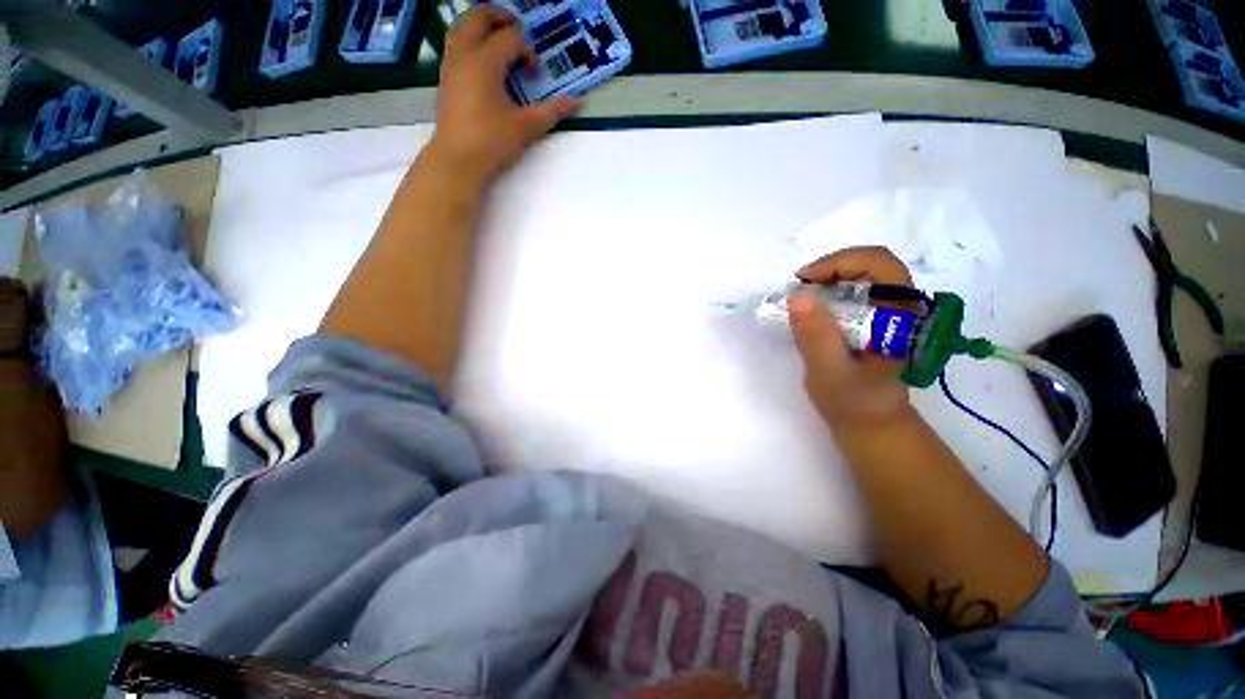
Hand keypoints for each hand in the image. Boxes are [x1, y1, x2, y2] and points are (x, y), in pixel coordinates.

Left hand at [430, 6, 579, 183]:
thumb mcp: (526, 127)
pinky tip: (484, 63)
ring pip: (462, 26)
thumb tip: (576, 102)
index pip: (508, 37)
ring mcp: (450, 64)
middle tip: (519, 33)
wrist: (458, 161)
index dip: (526, 48)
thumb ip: (552, 111)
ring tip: (500, 42)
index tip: (534, 72)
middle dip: (501, 17)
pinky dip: (471, 40)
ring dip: (482, 26)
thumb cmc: (492, 142)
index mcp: (485, 62)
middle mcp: (464, 54)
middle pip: (479, 16)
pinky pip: (456, 43)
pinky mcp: (445, 77)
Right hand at [789, 247, 917, 431]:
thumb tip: (798, 295)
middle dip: (830, 270)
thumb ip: (816, 335)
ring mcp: (891, 313)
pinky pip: (854, 292)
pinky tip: (813, 311)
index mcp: (904, 316)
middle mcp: (903, 307)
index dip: (839, 263)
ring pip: (861, 276)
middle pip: (870, 265)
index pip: (880, 265)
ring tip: (802, 300)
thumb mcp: (830, 372)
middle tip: (799, 289)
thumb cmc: (854, 403)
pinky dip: (829, 293)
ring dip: (827, 280)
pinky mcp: (877, 321)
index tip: (804, 281)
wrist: (870, 426)